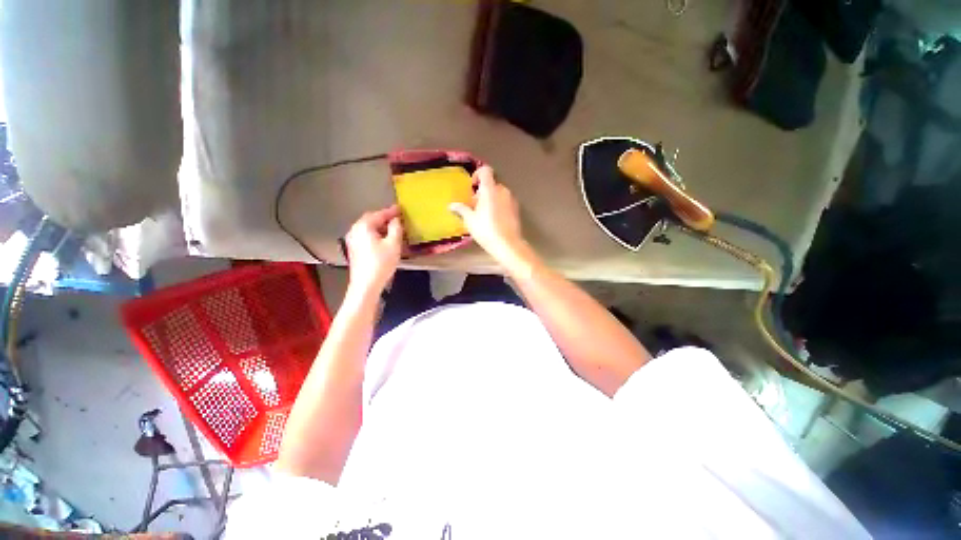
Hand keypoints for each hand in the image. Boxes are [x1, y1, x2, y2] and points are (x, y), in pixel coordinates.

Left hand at [344, 206, 403, 295]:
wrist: (366, 284)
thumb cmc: (381, 263)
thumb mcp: (393, 244)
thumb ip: (396, 228)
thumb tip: (396, 220)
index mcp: (364, 226)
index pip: (380, 214)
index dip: (392, 211)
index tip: (401, 209)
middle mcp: (355, 230)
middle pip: (371, 219)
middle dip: (384, 218)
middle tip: (397, 218)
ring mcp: (352, 240)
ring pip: (368, 228)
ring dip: (380, 226)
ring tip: (393, 228)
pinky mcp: (354, 249)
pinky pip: (365, 235)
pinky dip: (375, 234)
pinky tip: (384, 239)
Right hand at [449, 166, 529, 267]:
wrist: (508, 244)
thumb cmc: (486, 230)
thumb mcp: (470, 220)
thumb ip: (461, 209)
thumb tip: (452, 205)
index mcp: (490, 190)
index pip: (485, 171)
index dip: (477, 175)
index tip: (472, 187)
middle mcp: (502, 191)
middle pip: (491, 184)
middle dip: (482, 192)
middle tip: (474, 206)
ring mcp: (511, 199)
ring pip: (498, 193)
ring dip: (490, 199)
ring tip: (483, 214)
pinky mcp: (516, 209)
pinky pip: (505, 202)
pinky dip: (498, 206)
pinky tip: (493, 220)